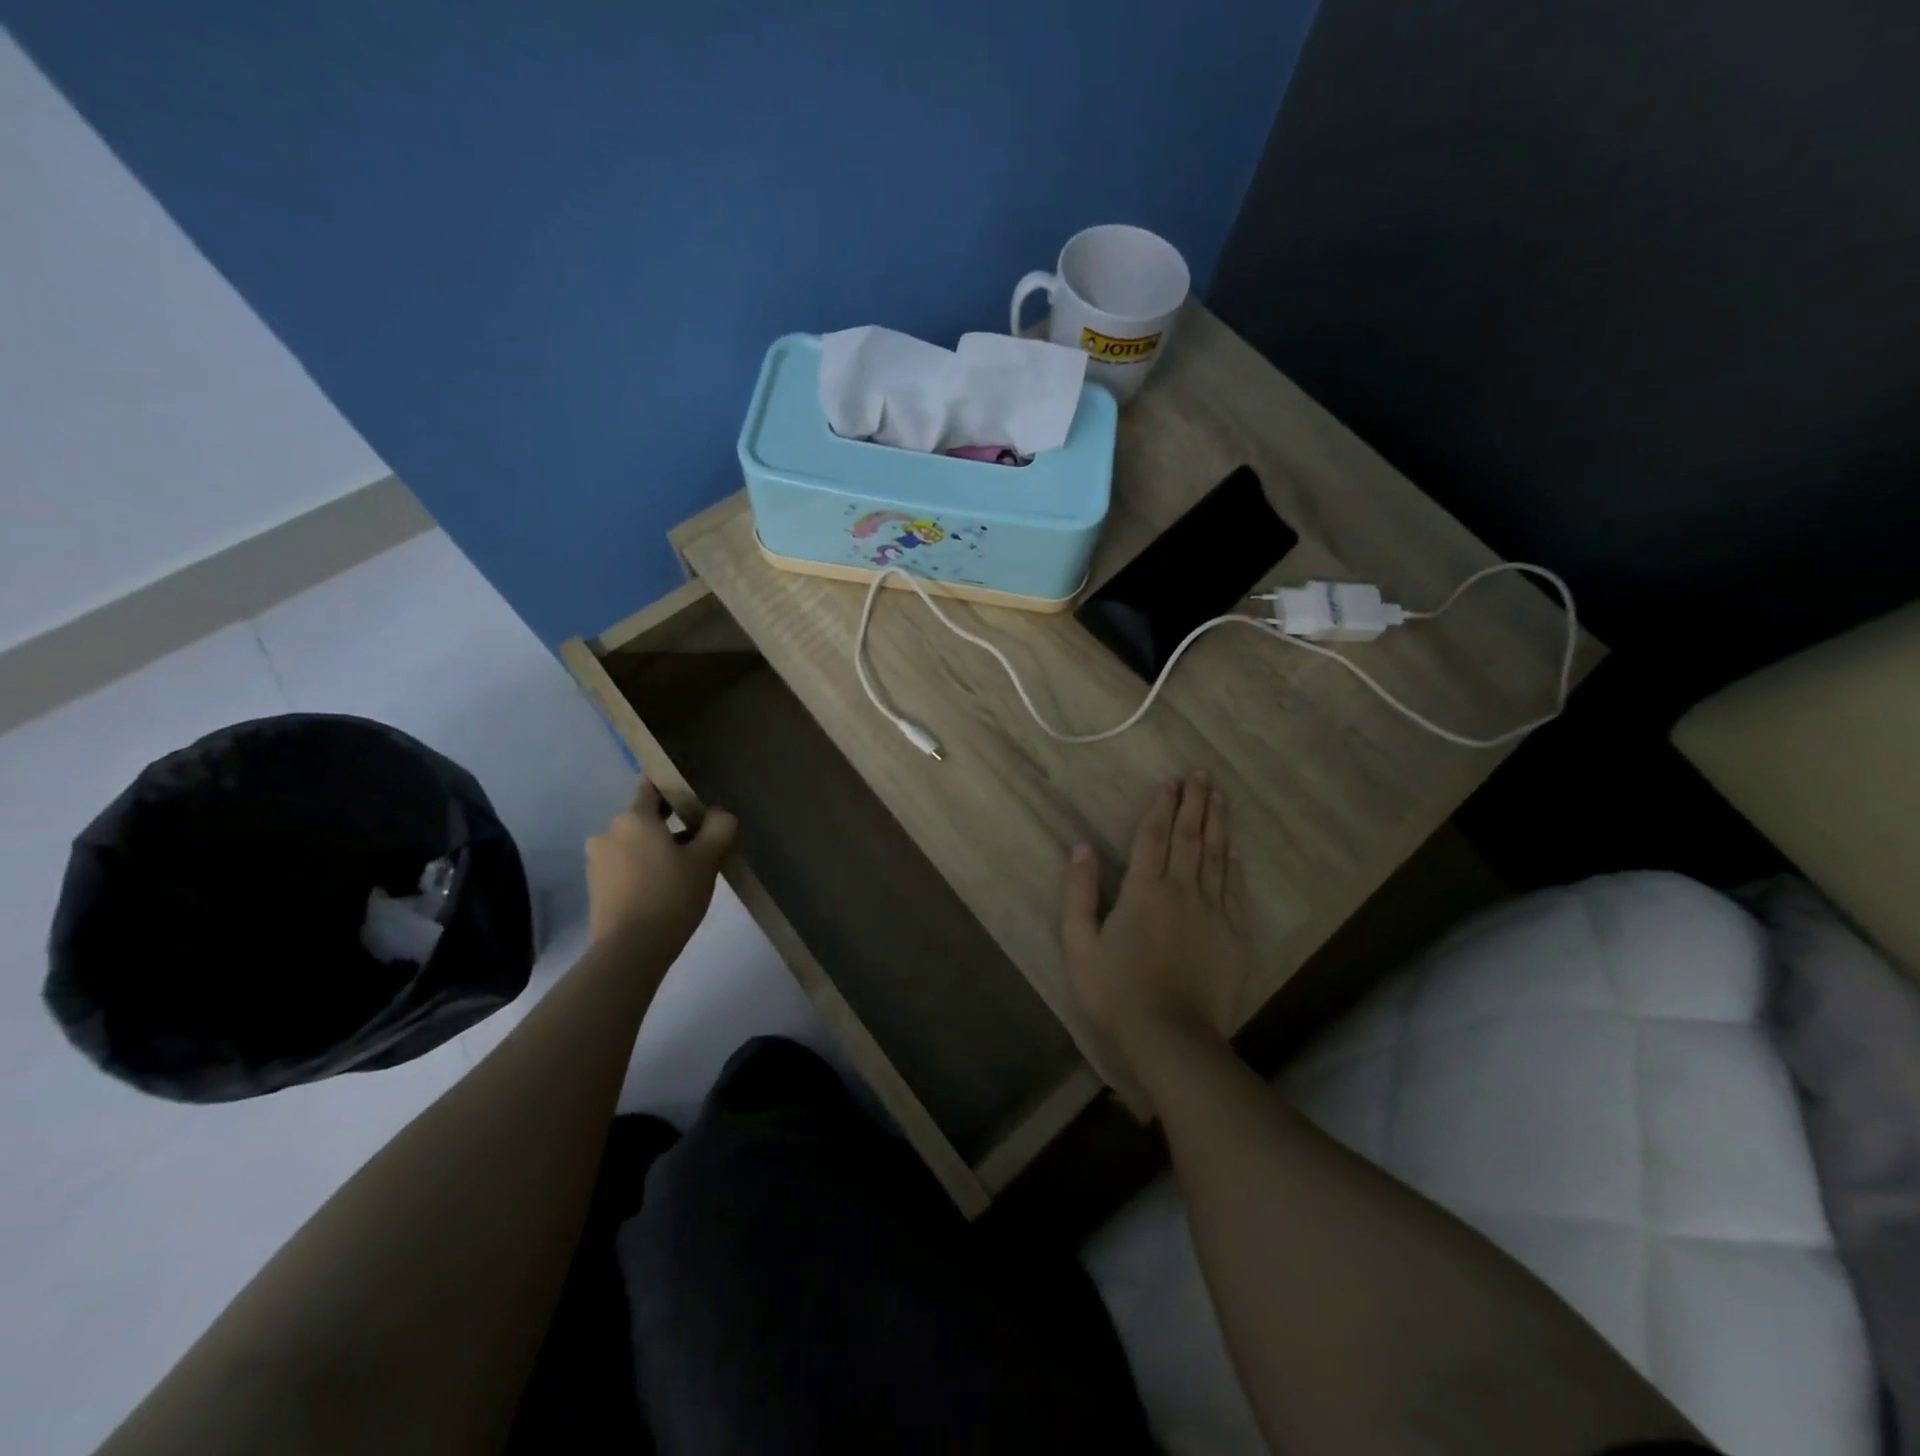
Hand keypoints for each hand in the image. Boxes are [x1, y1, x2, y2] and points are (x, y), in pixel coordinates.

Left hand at [587, 779, 737, 953]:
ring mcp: (598, 862)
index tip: (694, 795)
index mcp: (634, 818)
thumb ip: (719, 828)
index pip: (651, 785)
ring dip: (657, 850)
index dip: (673, 785)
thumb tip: (720, 814)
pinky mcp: (596, 888)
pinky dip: (643, 870)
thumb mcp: (707, 859)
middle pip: (645, 818)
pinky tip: (664, 890)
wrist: (630, 951)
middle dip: (671, 824)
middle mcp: (609, 832)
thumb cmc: (671, 895)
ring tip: (684, 871)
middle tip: (700, 841)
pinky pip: (625, 867)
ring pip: (635, 844)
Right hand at [1060, 772, 1250, 1078]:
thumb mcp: (1079, 944)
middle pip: (1190, 837)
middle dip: (1195, 803)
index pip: (1153, 837)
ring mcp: (1213, 912)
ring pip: (1217, 857)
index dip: (1161, 806)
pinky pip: (1235, 890)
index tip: (1170, 781)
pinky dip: (1234, 865)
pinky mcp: (1234, 936)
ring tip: (1220, 796)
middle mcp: (1183, 890)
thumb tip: (1081, 848)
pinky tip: (1235, 850)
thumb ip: (1078, 892)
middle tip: (1201, 774)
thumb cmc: (1116, 991)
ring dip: (1218, 823)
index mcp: (1144, 890)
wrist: (1172, 1037)